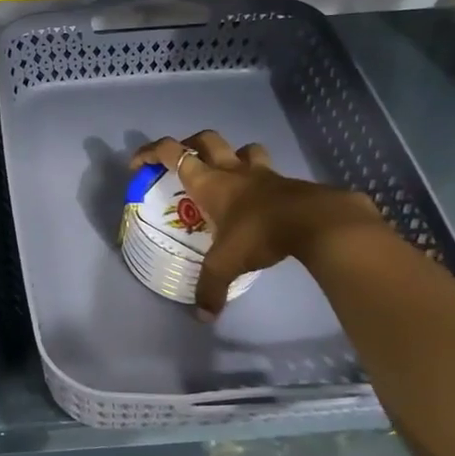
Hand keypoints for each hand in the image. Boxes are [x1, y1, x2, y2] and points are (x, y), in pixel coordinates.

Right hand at [130, 132, 383, 318]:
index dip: (150, 152)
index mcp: (209, 182)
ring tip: (228, 175)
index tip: (138, 164)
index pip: (173, 153)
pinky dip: (261, 180)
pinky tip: (261, 201)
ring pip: (243, 149)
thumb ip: (211, 288)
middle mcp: (232, 171)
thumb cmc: (259, 233)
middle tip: (184, 161)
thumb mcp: (226, 264)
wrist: (316, 222)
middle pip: (207, 139)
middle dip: (190, 143)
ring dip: (232, 155)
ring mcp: (263, 174)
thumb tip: (203, 317)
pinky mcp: (289, 183)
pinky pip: (269, 172)